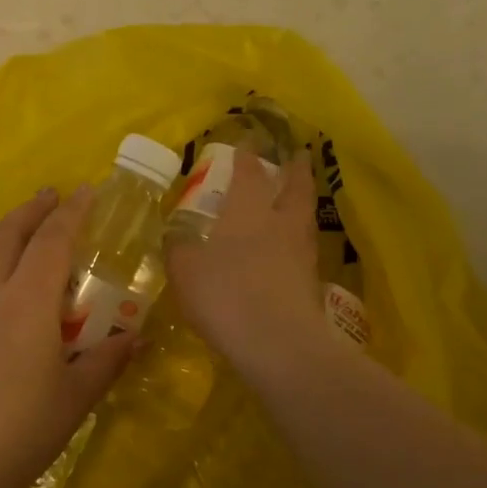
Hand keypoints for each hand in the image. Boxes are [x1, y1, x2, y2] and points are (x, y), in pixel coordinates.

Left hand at [0, 187, 135, 487]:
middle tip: (49, 195)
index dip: (71, 212)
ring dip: (2, 234)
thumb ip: (108, 359)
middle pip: (7, 235)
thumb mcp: (76, 396)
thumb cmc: (23, 431)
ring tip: (19, 231)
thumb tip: (137, 337)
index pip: (52, 241)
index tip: (85, 190)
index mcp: (27, 302)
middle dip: (31, 210)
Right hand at [164, 152, 329, 378]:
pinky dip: (300, 240)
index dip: (247, 157)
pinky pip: (305, 250)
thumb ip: (179, 249)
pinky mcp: (312, 283)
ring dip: (303, 202)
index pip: (249, 174)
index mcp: (248, 211)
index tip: (248, 144)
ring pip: (305, 217)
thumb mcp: (185, 271)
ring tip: (297, 199)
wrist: (277, 343)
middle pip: (295, 188)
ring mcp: (301, 253)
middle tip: (299, 156)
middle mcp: (280, 223)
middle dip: (296, 170)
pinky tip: (291, 249)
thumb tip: (175, 237)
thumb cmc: (225, 295)